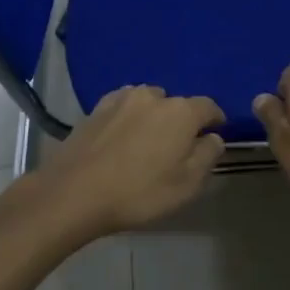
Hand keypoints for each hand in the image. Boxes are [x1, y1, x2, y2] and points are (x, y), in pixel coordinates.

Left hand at [36, 86, 225, 240]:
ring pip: (148, 102)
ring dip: (153, 116)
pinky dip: (129, 117)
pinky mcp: (96, 109)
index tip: (215, 133)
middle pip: (177, 104)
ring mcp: (121, 99)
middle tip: (177, 146)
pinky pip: (123, 107)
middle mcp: (153, 96)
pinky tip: (122, 136)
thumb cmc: (139, 192)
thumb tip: (214, 137)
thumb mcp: (187, 184)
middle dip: (182, 120)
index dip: (215, 120)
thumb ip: (207, 155)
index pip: (209, 106)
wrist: (74, 193)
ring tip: (148, 140)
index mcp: (182, 111)